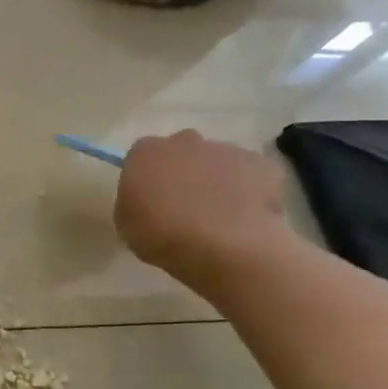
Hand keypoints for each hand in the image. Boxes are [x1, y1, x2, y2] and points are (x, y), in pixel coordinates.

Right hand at [114, 130, 291, 289]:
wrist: (224, 247)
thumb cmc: (161, 235)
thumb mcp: (125, 222)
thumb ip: (134, 200)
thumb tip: (149, 198)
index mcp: (146, 152)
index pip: (142, 155)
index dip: (147, 176)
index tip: (150, 198)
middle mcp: (186, 141)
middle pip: (182, 151)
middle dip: (183, 171)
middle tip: (184, 205)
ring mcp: (227, 150)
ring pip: (218, 161)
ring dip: (216, 180)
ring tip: (218, 215)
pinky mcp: (262, 165)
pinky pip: (251, 175)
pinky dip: (248, 190)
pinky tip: (244, 216)